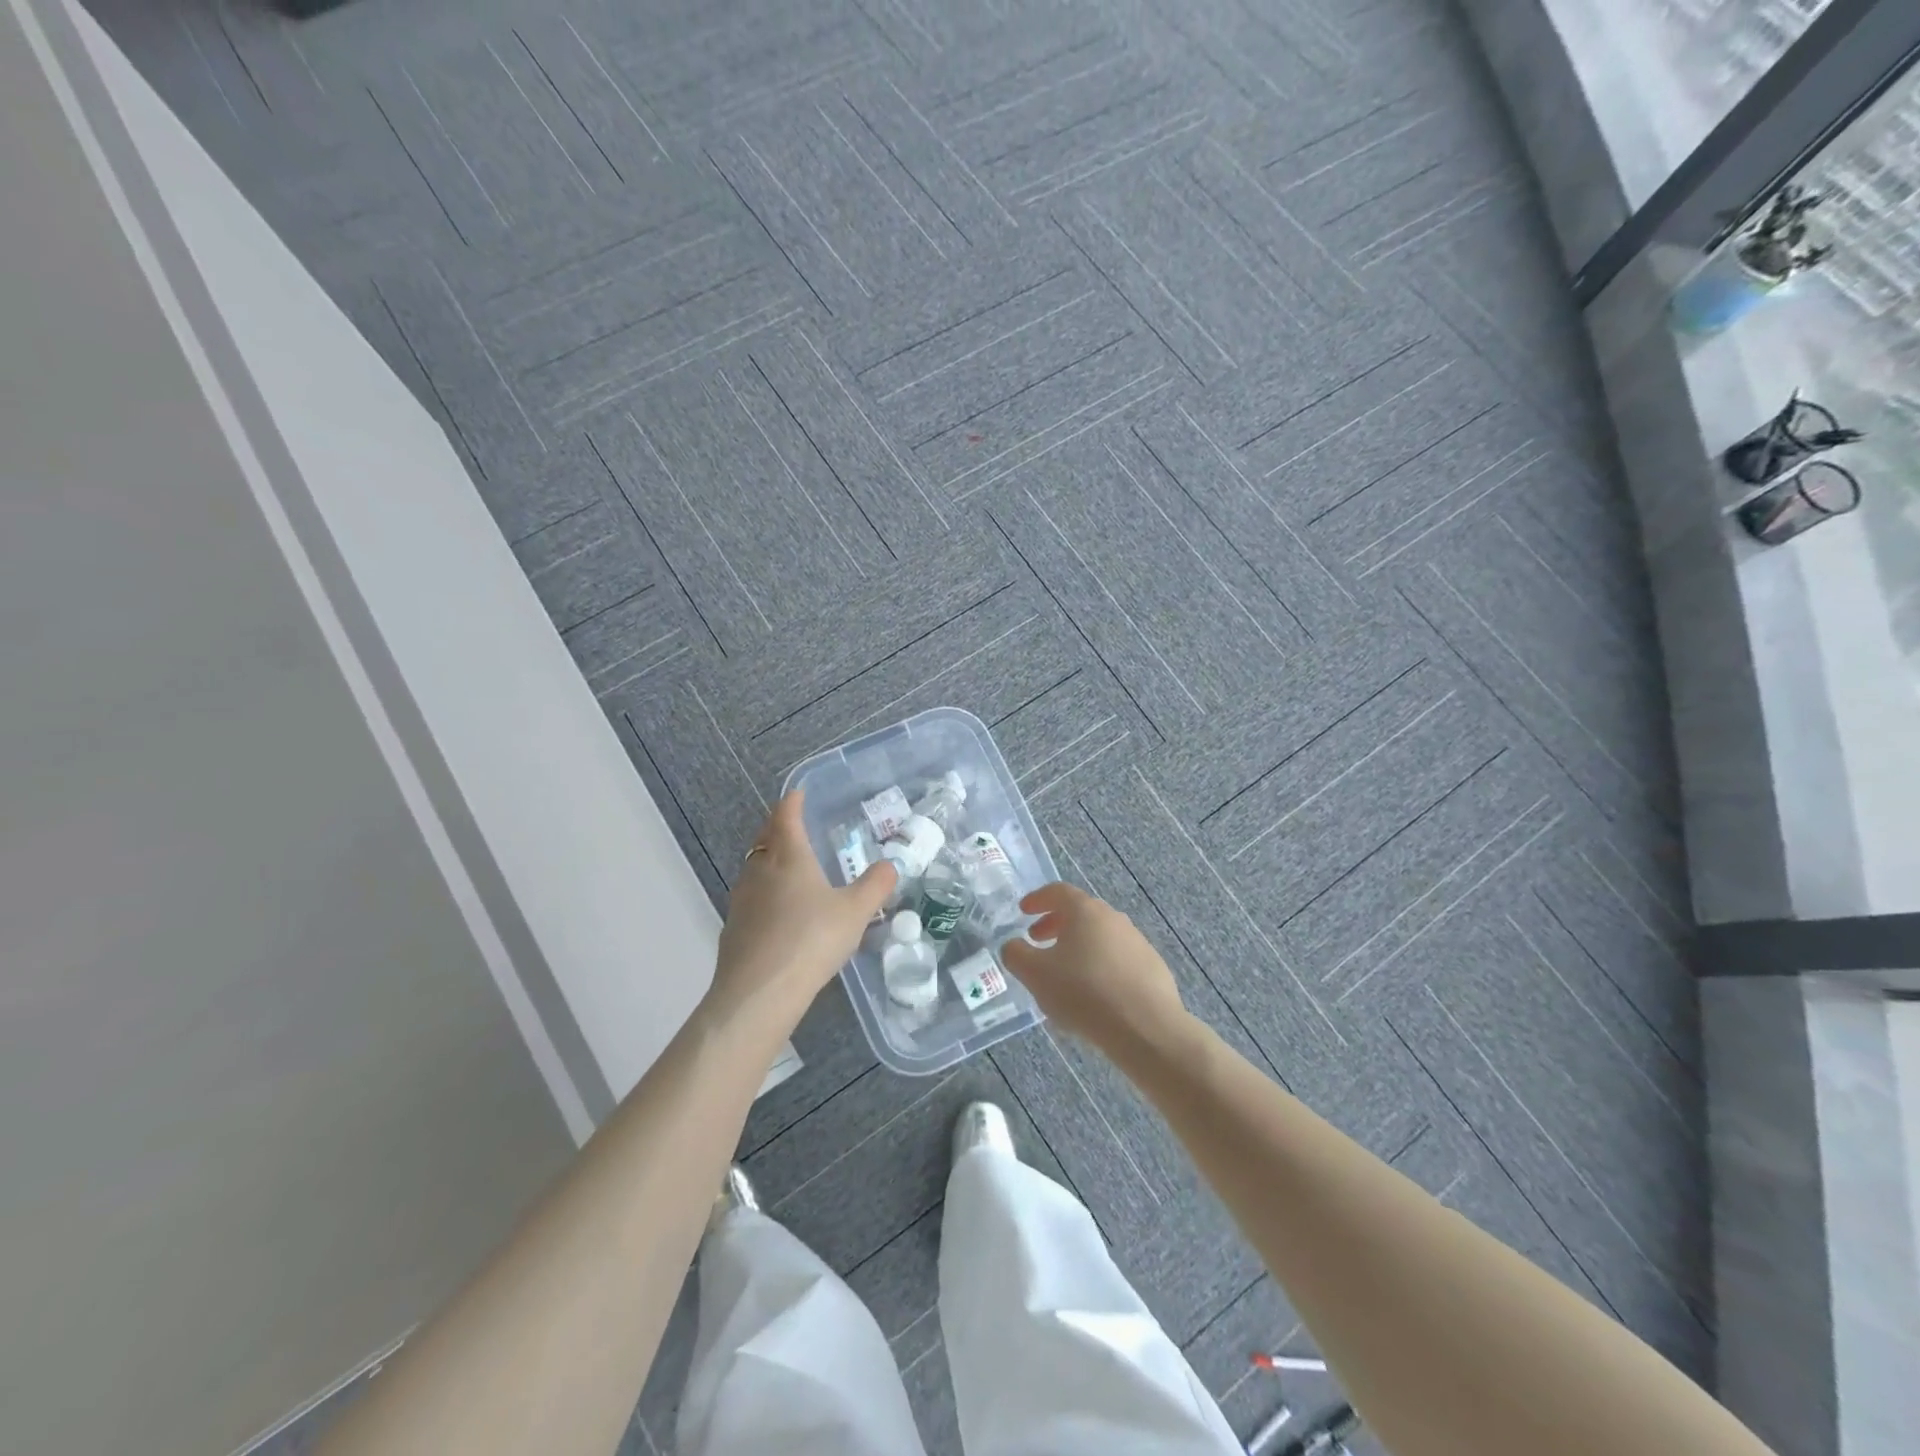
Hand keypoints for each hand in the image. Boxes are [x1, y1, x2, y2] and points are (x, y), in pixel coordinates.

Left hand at [708, 791, 896, 1032]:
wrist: (759, 992)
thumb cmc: (811, 939)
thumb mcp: (855, 913)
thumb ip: (875, 886)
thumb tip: (890, 865)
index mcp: (789, 856)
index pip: (786, 816)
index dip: (792, 802)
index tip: (797, 794)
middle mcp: (760, 870)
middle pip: (765, 838)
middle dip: (777, 827)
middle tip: (791, 825)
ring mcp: (742, 899)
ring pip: (754, 868)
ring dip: (768, 860)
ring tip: (787, 867)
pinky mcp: (733, 928)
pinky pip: (750, 898)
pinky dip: (764, 893)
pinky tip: (777, 911)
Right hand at [999, 883, 1189, 1056]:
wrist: (1146, 1028)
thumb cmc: (1084, 993)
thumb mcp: (1035, 975)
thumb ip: (1016, 955)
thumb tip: (1013, 945)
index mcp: (1085, 911)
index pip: (1058, 891)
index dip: (1038, 899)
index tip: (1023, 911)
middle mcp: (1114, 918)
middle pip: (1080, 912)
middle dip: (1056, 924)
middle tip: (1038, 940)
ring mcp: (1137, 942)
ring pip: (1100, 936)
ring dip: (1079, 946)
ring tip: (1064, 972)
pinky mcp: (1153, 967)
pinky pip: (1119, 959)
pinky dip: (1101, 966)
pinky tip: (1095, 993)